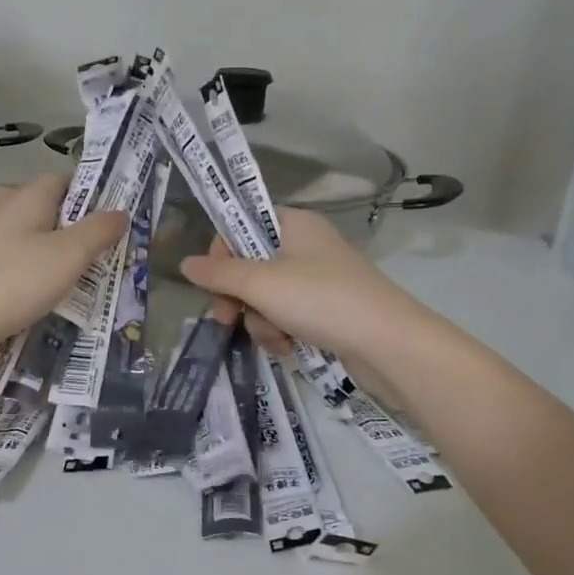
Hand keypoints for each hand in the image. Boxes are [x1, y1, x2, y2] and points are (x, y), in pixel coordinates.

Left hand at [0, 176, 126, 351]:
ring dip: (76, 262)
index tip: (122, 209)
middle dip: (90, 232)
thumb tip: (123, 211)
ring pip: (50, 250)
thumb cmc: (16, 279)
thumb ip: (98, 231)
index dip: (93, 190)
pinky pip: (37, 277)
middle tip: (124, 250)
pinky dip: (57, 286)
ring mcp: (5, 254)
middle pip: (60, 218)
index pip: (65, 181)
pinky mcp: (0, 284)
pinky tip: (76, 302)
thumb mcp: (68, 252)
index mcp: (31, 202)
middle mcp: (16, 221)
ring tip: (109, 278)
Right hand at [178, 209, 420, 364]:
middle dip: (239, 299)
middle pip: (251, 268)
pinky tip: (291, 349)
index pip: (242, 226)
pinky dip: (283, 335)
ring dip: (262, 323)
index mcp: (294, 225)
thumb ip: (219, 273)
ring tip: (278, 339)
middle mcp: (306, 248)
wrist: (388, 344)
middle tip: (229, 320)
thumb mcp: (262, 283)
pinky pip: (288, 319)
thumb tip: (185, 264)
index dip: (222, 254)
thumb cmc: (322, 300)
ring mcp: (319, 282)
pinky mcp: (327, 313)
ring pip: (266, 300)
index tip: (213, 283)